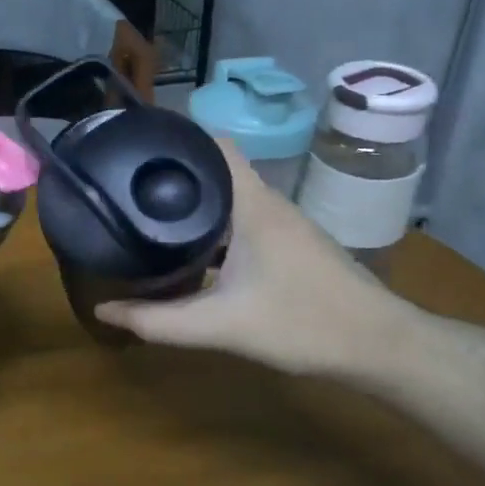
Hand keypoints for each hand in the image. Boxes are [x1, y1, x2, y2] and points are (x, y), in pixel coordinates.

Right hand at [94, 140, 415, 377]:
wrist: (380, 346)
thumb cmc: (303, 323)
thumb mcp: (222, 326)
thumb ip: (159, 321)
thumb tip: (103, 309)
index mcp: (252, 203)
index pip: (214, 144)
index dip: (177, 139)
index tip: (137, 150)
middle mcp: (267, 203)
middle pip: (216, 169)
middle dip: (174, 174)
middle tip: (129, 187)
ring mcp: (282, 224)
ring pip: (229, 198)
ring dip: (194, 203)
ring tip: (148, 216)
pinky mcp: (289, 245)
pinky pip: (241, 220)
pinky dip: (213, 227)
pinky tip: (191, 253)